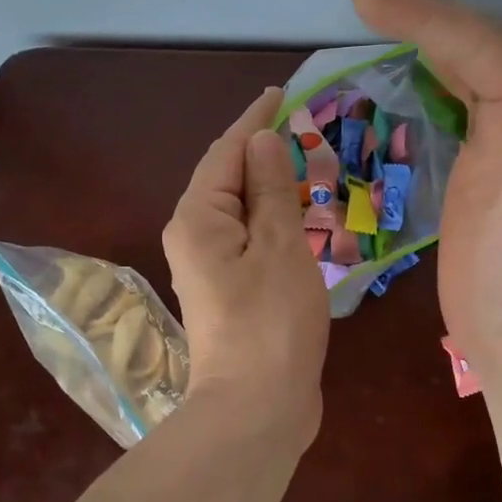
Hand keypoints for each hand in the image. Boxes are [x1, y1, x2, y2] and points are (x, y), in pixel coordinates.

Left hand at [162, 87, 329, 452]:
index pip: (226, 152)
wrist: (257, 409)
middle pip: (228, 179)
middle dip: (263, 152)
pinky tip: (299, 218)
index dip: (254, 120)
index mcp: (198, 218)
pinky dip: (274, 220)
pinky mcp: (230, 292)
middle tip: (304, 130)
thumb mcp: (279, 246)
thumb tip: (262, 140)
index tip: (280, 92)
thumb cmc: (271, 322)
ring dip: (271, 187)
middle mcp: (194, 237)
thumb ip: (269, 189)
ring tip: (307, 166)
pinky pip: (250, 239)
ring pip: (241, 210)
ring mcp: (210, 268)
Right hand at [341, 0, 501, 370]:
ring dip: (416, 25)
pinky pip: (447, 95)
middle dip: (413, 4)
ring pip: (456, 61)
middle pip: (467, 39)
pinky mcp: (473, 161)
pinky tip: (403, 53)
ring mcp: (500, 133)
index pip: (477, 41)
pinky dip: (422, 66)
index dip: (419, 10)